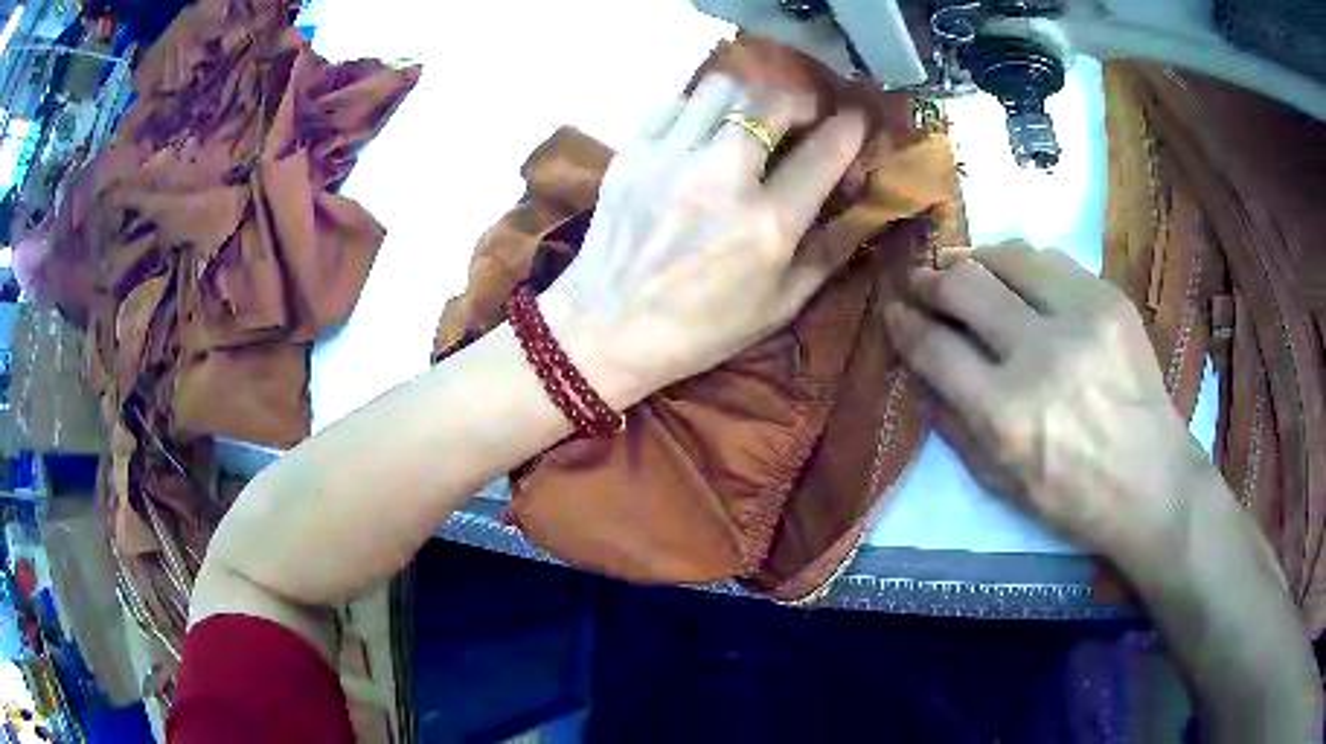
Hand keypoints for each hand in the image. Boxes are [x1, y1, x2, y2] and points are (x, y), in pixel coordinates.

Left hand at [539, 75, 866, 408]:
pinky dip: (700, 107)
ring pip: (723, 89)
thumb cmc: (699, 329)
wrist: (606, 328)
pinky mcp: (633, 151)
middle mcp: (722, 177)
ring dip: (749, 97)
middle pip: (773, 104)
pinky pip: (676, 102)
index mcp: (767, 224)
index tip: (856, 119)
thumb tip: (860, 210)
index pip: (823, 154)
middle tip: (802, 117)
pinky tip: (703, 130)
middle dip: (800, 102)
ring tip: (751, 118)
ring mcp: (671, 158)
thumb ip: (826, 254)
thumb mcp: (778, 307)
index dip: (849, 129)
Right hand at [883, 242, 1206, 564]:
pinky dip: (1024, 267)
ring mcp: (1081, 318)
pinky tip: (1020, 283)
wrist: (1152, 482)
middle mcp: (1041, 354)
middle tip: (922, 282)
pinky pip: (1052, 262)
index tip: (893, 310)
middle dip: (932, 280)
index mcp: (1007, 415)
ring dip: (976, 261)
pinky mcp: (1111, 299)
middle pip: (965, 286)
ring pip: (1008, 256)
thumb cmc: (1072, 498)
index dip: (905, 323)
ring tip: (967, 272)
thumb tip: (920, 371)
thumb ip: (952, 424)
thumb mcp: (999, 482)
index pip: (935, 348)